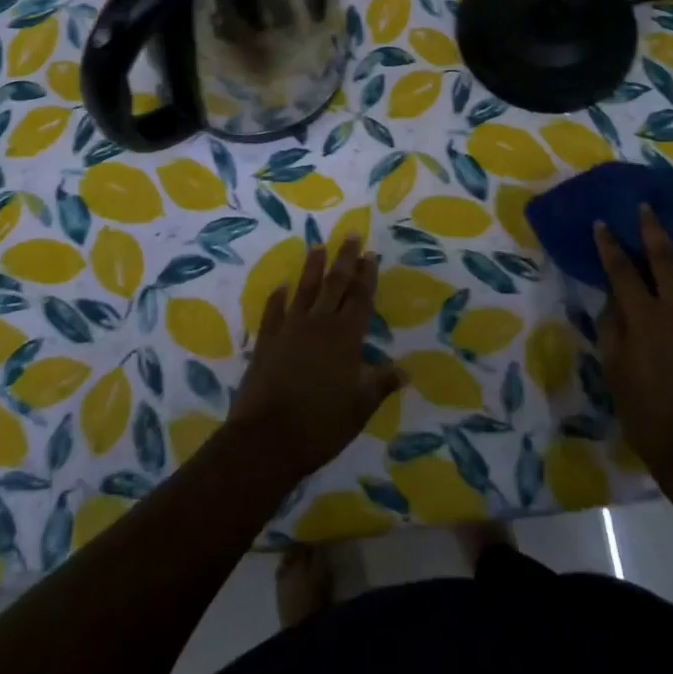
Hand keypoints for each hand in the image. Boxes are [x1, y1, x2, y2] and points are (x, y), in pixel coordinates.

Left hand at [230, 237, 404, 479]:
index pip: (360, 297)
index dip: (367, 275)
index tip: (371, 253)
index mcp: (346, 336)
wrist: (266, 439)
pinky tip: (280, 285)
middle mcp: (319, 323)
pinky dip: (277, 297)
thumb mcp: (360, 407)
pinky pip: (273, 311)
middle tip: (351, 234)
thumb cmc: (322, 424)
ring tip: (317, 246)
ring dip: (312, 267)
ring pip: (304, 289)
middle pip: (335, 284)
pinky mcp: (266, 341)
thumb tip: (406, 370)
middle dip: (345, 258)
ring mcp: (290, 328)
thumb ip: (381, 383)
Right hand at [594, 203, 672, 480]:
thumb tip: (614, 298)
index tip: (602, 223)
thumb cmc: (645, 411)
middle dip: (651, 227)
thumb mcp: (614, 367)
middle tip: (645, 208)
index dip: (609, 243)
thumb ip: (611, 325)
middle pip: (665, 255)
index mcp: (644, 315)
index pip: (621, 267)